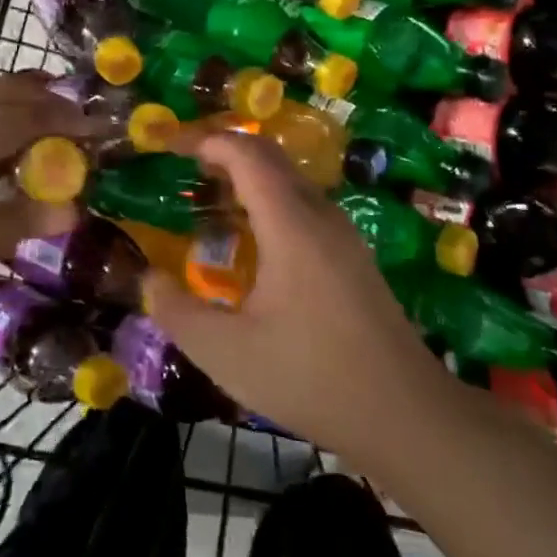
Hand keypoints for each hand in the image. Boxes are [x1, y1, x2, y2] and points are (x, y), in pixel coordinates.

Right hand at [141, 133, 439, 457]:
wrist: (408, 416)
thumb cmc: (312, 378)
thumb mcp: (227, 354)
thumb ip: (177, 312)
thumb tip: (148, 279)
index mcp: (290, 225)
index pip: (246, 154)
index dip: (206, 140)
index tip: (169, 145)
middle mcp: (320, 216)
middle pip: (271, 157)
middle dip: (225, 149)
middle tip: (183, 165)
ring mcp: (343, 235)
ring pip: (291, 181)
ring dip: (249, 175)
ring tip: (210, 198)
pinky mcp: (353, 257)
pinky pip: (304, 205)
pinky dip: (269, 200)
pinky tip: (252, 240)